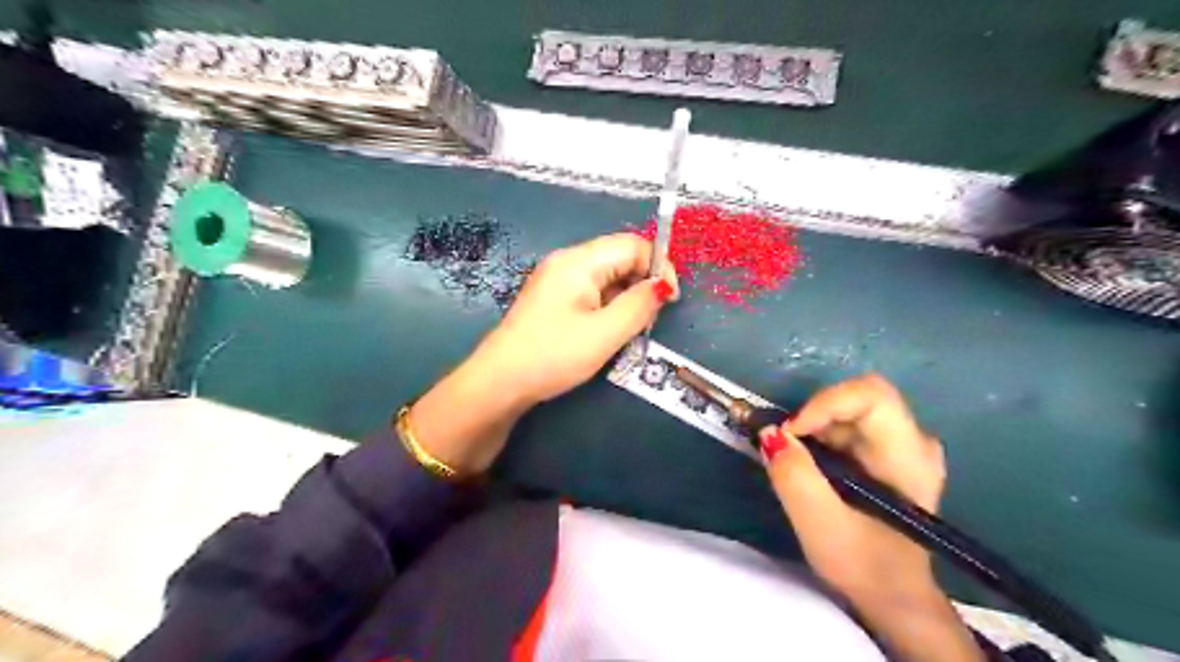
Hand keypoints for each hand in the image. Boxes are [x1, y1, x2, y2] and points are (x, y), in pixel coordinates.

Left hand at [474, 234, 677, 405]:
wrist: (499, 383)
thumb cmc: (553, 356)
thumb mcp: (604, 334)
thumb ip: (639, 306)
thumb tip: (663, 285)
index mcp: (579, 261)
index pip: (631, 245)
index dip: (658, 266)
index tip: (670, 300)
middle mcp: (567, 262)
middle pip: (619, 258)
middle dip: (642, 284)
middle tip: (649, 320)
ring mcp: (557, 280)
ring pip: (607, 277)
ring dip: (626, 298)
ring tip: (629, 330)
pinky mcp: (553, 299)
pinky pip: (591, 292)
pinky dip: (608, 307)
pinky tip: (608, 332)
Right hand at [760, 375, 982, 660]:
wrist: (893, 596)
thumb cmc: (864, 566)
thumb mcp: (820, 526)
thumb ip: (794, 477)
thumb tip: (769, 433)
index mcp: (908, 456)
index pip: (871, 395)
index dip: (825, 403)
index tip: (791, 432)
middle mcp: (913, 440)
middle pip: (856, 399)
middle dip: (813, 418)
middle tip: (786, 449)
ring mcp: (901, 445)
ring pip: (847, 411)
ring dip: (813, 430)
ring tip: (796, 465)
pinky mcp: (886, 452)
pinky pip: (846, 426)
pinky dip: (819, 438)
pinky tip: (812, 469)